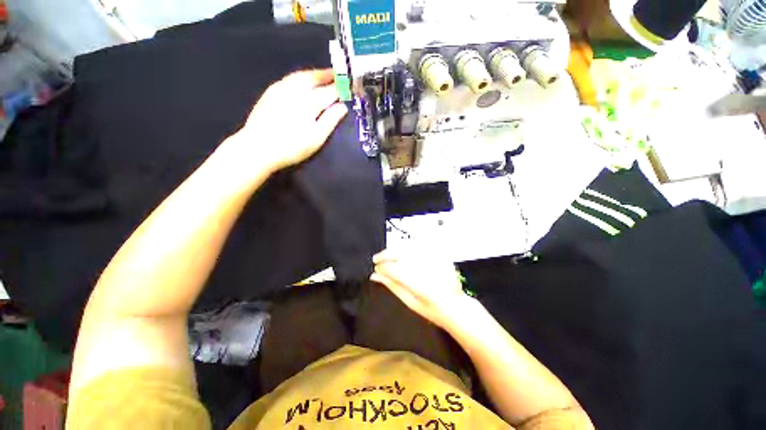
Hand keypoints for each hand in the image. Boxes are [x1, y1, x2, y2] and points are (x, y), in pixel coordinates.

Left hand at [223, 69, 347, 173]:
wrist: (258, 147)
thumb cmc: (292, 146)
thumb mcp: (317, 137)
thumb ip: (331, 120)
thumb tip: (343, 106)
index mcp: (310, 101)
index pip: (329, 91)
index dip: (340, 87)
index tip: (348, 84)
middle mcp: (296, 89)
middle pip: (314, 77)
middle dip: (326, 75)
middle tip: (336, 74)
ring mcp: (281, 88)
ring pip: (301, 75)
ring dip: (314, 74)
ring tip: (322, 75)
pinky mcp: (271, 92)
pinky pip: (290, 78)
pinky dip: (301, 77)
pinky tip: (302, 81)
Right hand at [371, 248, 470, 329]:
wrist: (456, 306)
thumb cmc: (432, 309)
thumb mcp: (409, 301)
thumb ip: (392, 285)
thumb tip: (375, 275)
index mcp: (421, 286)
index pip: (395, 269)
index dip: (382, 267)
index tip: (376, 268)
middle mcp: (429, 269)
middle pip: (401, 253)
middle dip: (386, 254)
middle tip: (377, 259)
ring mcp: (436, 259)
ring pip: (409, 246)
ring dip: (395, 249)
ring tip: (387, 255)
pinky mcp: (440, 254)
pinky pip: (420, 244)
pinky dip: (407, 246)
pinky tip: (401, 251)